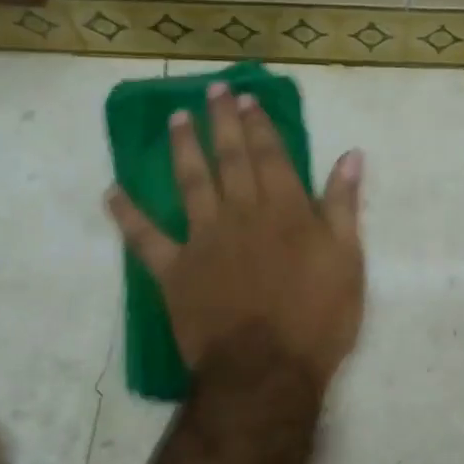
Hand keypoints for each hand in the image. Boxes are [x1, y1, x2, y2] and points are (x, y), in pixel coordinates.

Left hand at [108, 82, 365, 391]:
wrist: (267, 371)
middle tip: (211, 91)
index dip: (258, 124)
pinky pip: (145, 238)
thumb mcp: (347, 260)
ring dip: (182, 148)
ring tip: (175, 120)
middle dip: (220, 122)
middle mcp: (240, 213)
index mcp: (284, 209)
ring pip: (190, 183)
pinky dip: (127, 215)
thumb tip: (350, 155)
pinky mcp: (174, 270)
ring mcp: (203, 239)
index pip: (270, 154)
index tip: (246, 99)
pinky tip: (113, 193)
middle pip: (229, 158)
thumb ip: (343, 205)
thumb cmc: (317, 319)